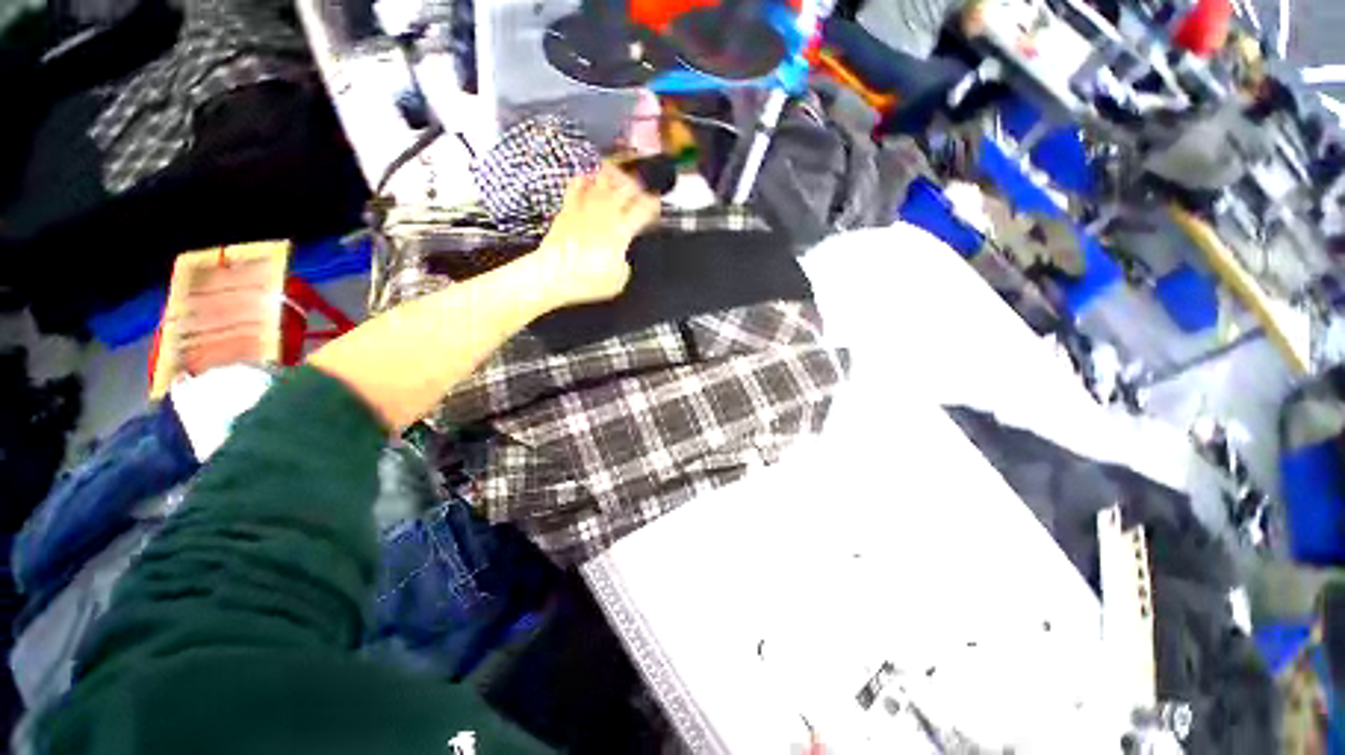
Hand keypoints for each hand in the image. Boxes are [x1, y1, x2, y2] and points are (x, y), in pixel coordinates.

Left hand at [534, 164, 660, 307]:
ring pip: (603, 180)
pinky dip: (585, 179)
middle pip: (626, 188)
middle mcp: (605, 213)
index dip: (653, 203)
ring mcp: (585, 207)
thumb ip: (624, 262)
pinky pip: (577, 185)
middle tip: (642, 184)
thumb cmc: (589, 281)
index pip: (643, 209)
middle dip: (638, 184)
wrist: (553, 275)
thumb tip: (621, 256)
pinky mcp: (567, 209)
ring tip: (619, 172)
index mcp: (621, 231)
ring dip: (614, 175)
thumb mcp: (618, 280)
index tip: (657, 202)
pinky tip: (588, 178)